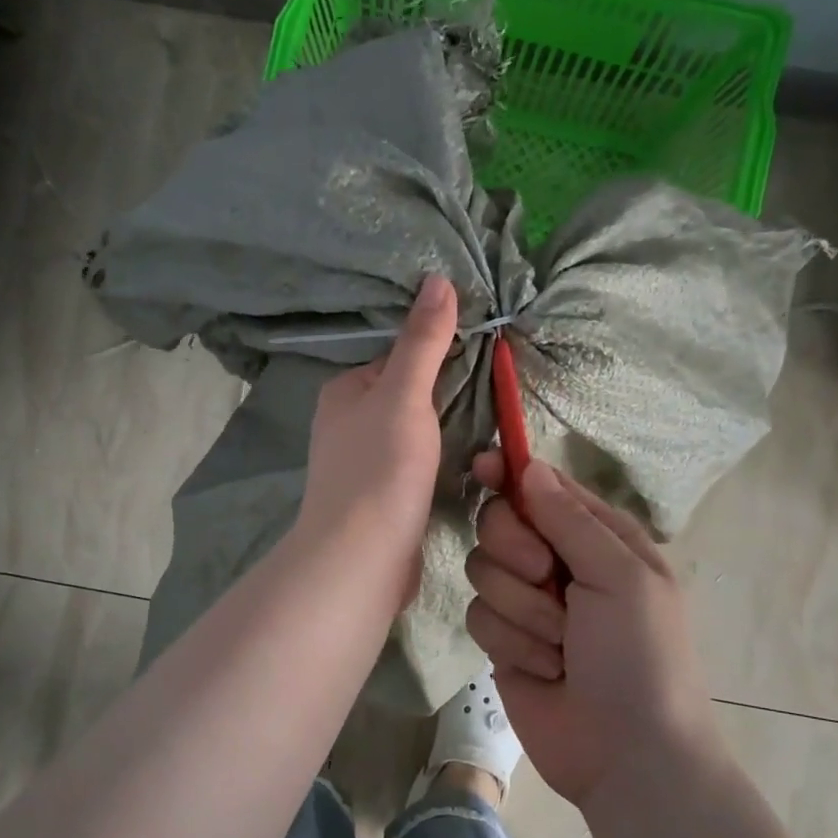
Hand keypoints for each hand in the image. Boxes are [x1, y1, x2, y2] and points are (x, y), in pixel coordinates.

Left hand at [293, 275, 457, 593]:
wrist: (361, 559)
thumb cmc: (380, 469)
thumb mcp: (404, 395)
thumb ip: (422, 342)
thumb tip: (437, 278)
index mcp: (343, 392)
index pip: (396, 358)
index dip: (436, 355)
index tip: (480, 356)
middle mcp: (345, 424)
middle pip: (405, 396)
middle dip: (443, 395)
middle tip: (493, 393)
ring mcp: (360, 464)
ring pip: (411, 433)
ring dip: (443, 431)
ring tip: (488, 429)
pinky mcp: (378, 498)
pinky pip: (413, 466)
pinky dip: (436, 462)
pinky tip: (464, 467)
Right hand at [465, 456, 709, 805]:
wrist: (627, 755)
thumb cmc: (640, 657)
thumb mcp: (621, 578)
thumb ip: (570, 519)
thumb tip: (528, 465)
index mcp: (598, 538)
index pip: (543, 487)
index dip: (511, 474)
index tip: (483, 466)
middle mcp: (559, 563)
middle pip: (499, 523)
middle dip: (517, 552)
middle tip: (547, 578)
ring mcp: (528, 602)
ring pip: (483, 571)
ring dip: (522, 610)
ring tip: (561, 645)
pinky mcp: (503, 640)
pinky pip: (478, 616)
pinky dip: (511, 643)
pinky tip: (544, 669)